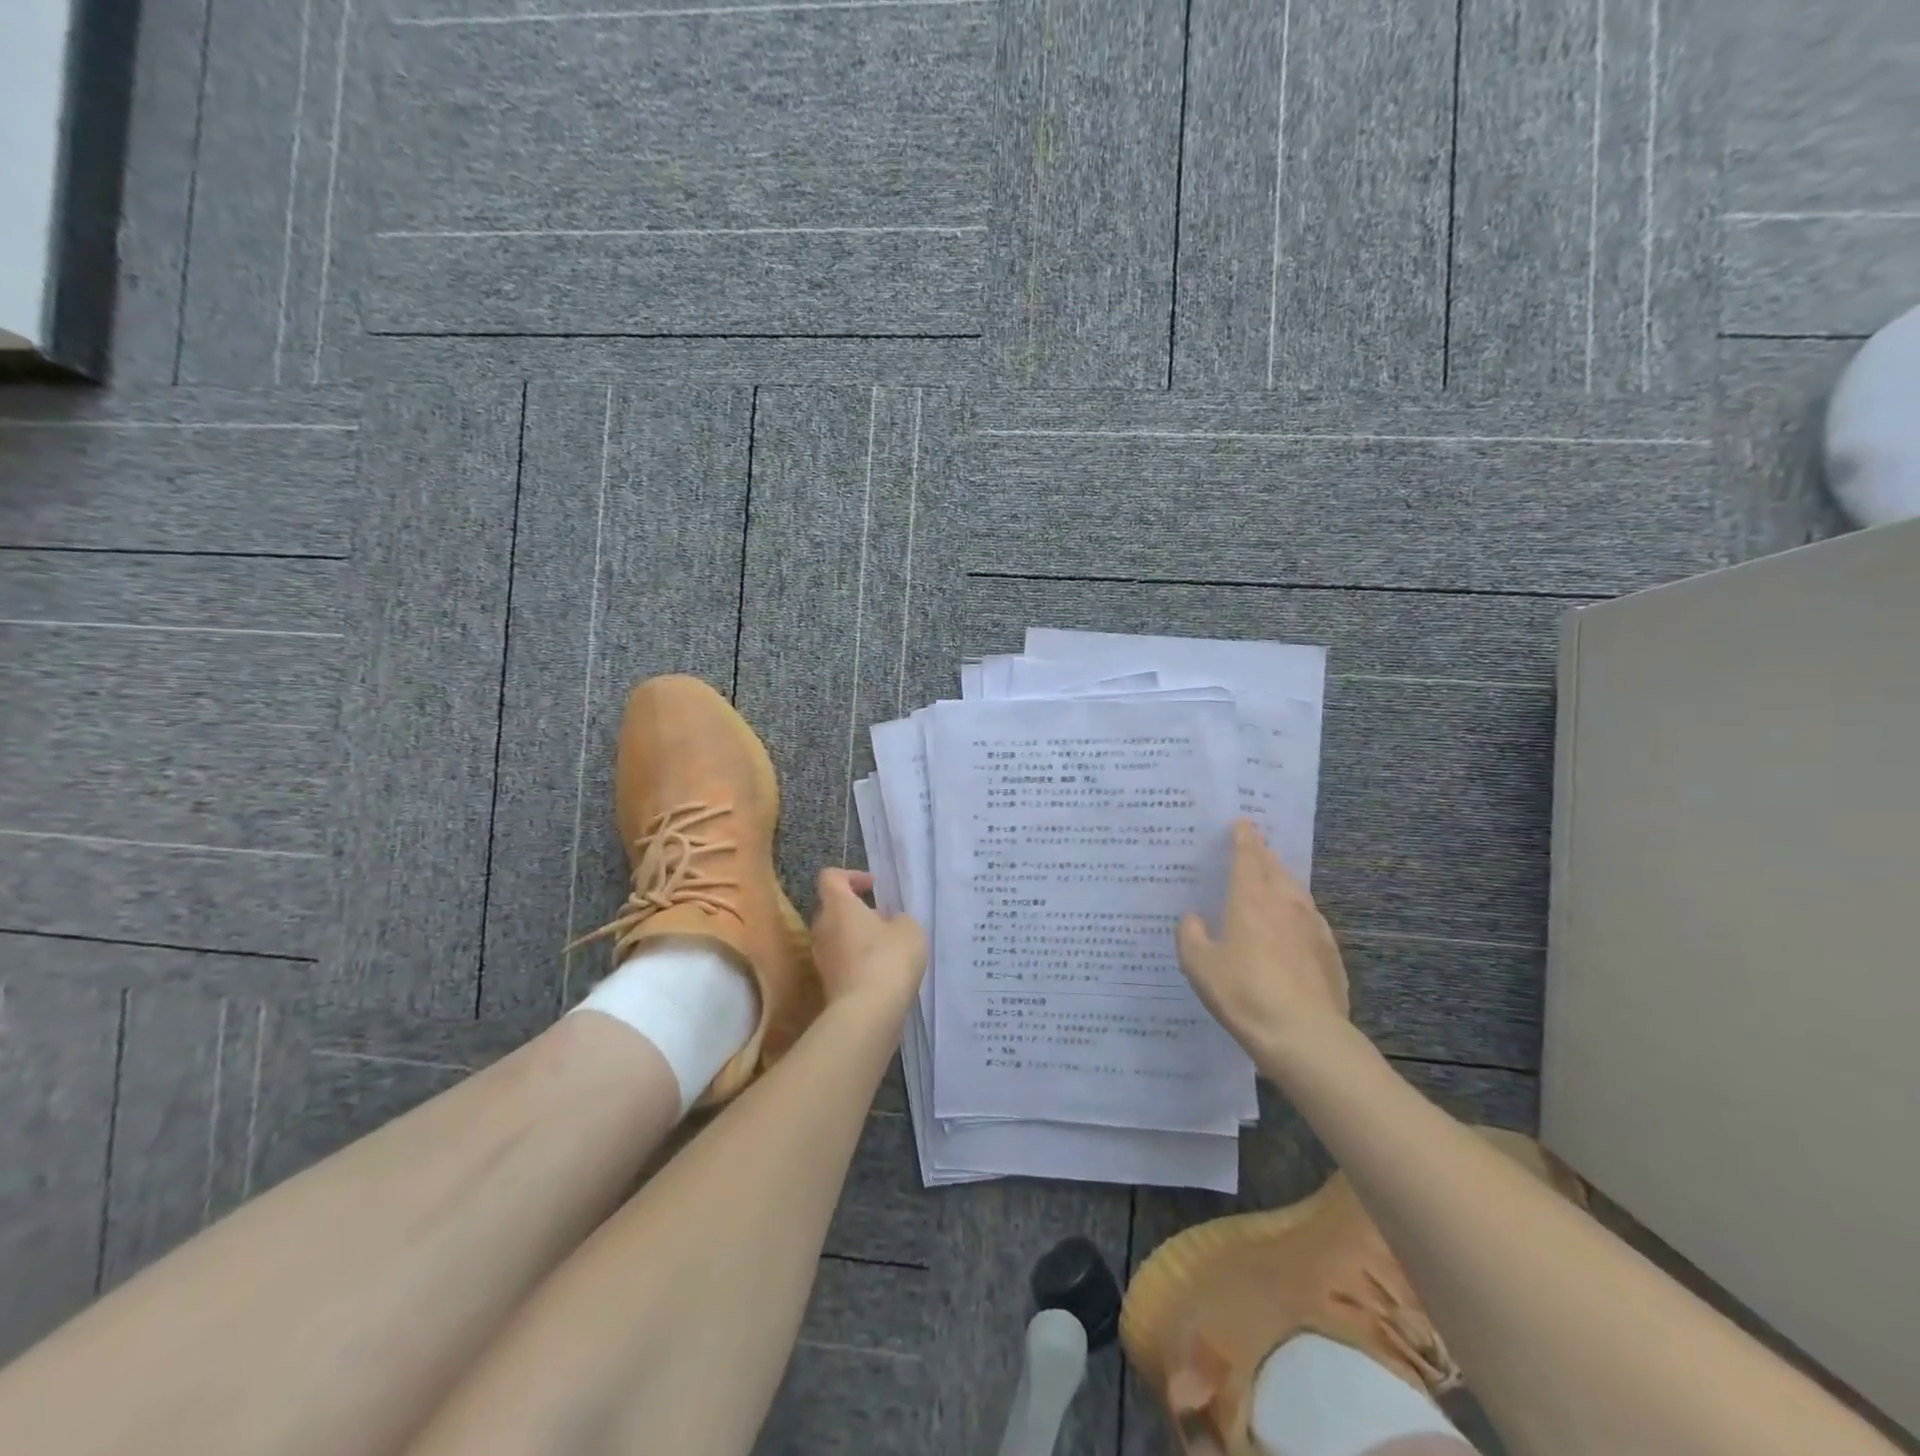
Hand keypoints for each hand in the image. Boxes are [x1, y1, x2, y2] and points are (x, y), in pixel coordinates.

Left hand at [811, 868, 926, 1010]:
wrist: (867, 1012)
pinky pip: (840, 960)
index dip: (851, 875)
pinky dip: (856, 960)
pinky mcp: (827, 983)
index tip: (873, 886)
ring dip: (856, 936)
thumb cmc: (888, 958)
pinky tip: (880, 972)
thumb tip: (888, 924)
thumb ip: (898, 918)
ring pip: (835, 936)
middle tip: (882, 918)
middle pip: (832, 908)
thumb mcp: (908, 928)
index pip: (830, 877)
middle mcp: (822, 928)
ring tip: (885, 947)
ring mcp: (821, 958)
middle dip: (856, 909)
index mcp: (838, 906)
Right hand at [1177, 820, 1349, 1064]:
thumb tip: (1193, 919)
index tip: (1242, 822)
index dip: (1243, 838)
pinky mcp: (1330, 953)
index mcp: (1251, 899)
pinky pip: (1310, 920)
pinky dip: (1298, 914)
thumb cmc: (1244, 993)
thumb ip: (1191, 936)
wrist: (1305, 1036)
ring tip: (1272, 882)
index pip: (1248, 857)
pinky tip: (1293, 928)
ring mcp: (1313, 927)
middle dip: (1263, 855)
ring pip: (1296, 892)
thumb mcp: (1199, 966)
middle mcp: (1285, 904)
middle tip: (1253, 848)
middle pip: (1275, 868)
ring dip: (1282, 881)